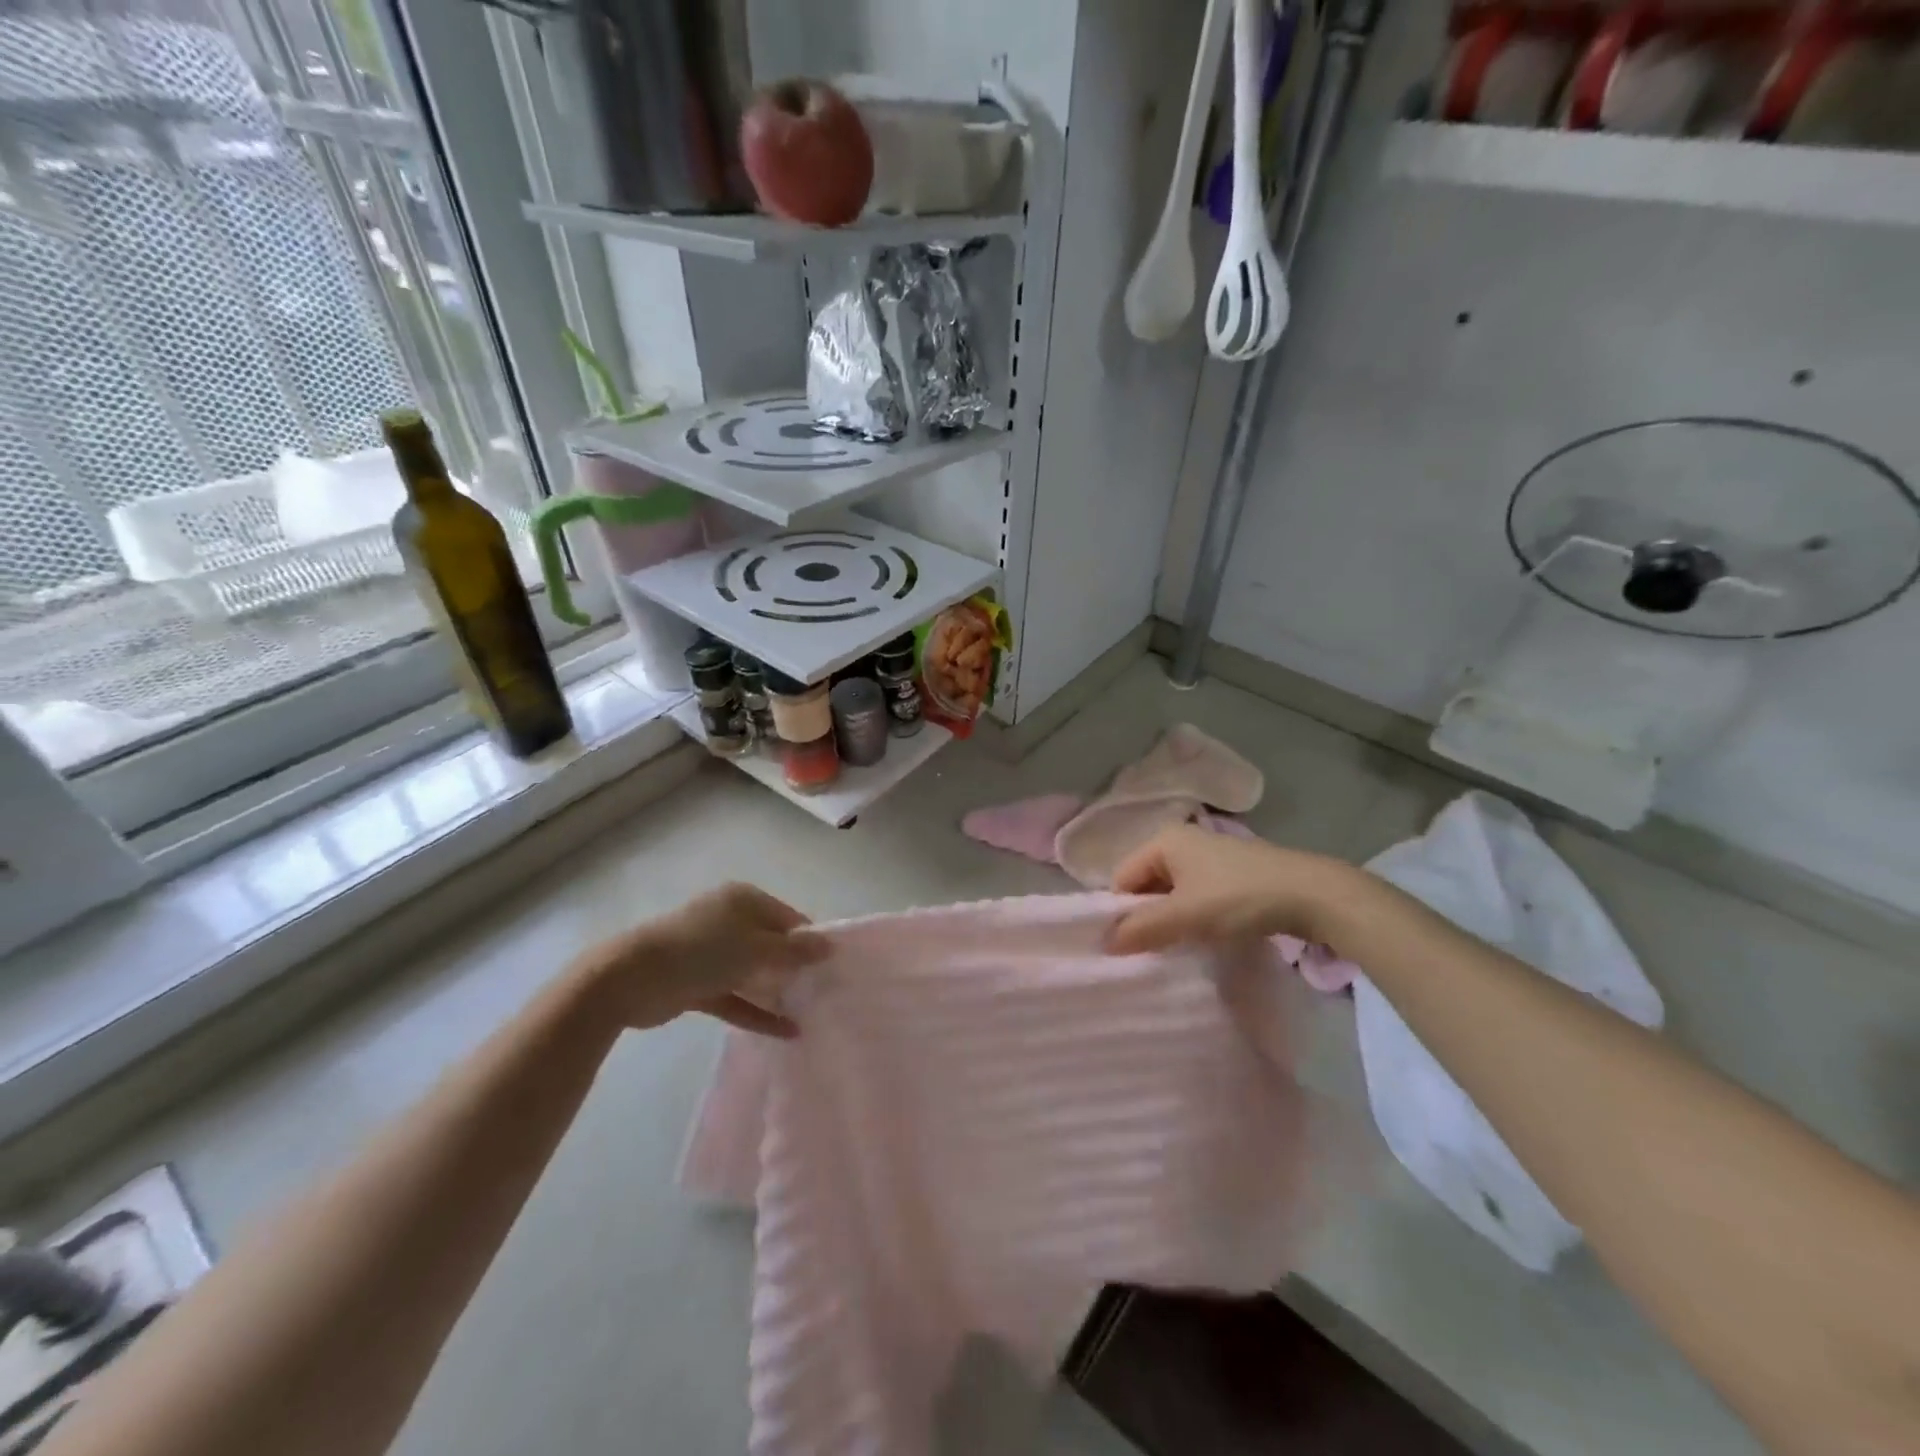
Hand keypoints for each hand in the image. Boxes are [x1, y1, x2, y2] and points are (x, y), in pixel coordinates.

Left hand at [570, 883, 829, 1036]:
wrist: (630, 979)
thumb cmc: (701, 951)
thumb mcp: (755, 949)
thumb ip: (794, 951)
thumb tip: (829, 946)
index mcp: (743, 900)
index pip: (788, 918)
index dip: (809, 942)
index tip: (831, 968)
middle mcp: (728, 921)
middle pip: (771, 945)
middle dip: (795, 968)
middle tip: (824, 992)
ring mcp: (711, 953)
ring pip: (753, 972)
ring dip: (777, 992)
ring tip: (810, 1012)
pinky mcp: (697, 983)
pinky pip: (736, 996)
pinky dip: (757, 1012)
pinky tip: (786, 1031)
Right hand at [1106, 825, 1366, 955]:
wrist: (1312, 895)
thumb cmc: (1239, 897)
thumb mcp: (1185, 916)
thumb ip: (1141, 929)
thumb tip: (1104, 943)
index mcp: (1163, 840)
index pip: (1122, 878)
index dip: (1122, 913)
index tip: (1132, 946)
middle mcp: (1182, 841)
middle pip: (1146, 885)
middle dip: (1148, 917)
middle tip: (1156, 950)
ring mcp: (1208, 856)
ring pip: (1172, 893)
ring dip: (1173, 920)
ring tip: (1183, 946)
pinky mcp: (1231, 873)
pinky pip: (1196, 896)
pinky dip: (1195, 916)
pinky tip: (1207, 936)